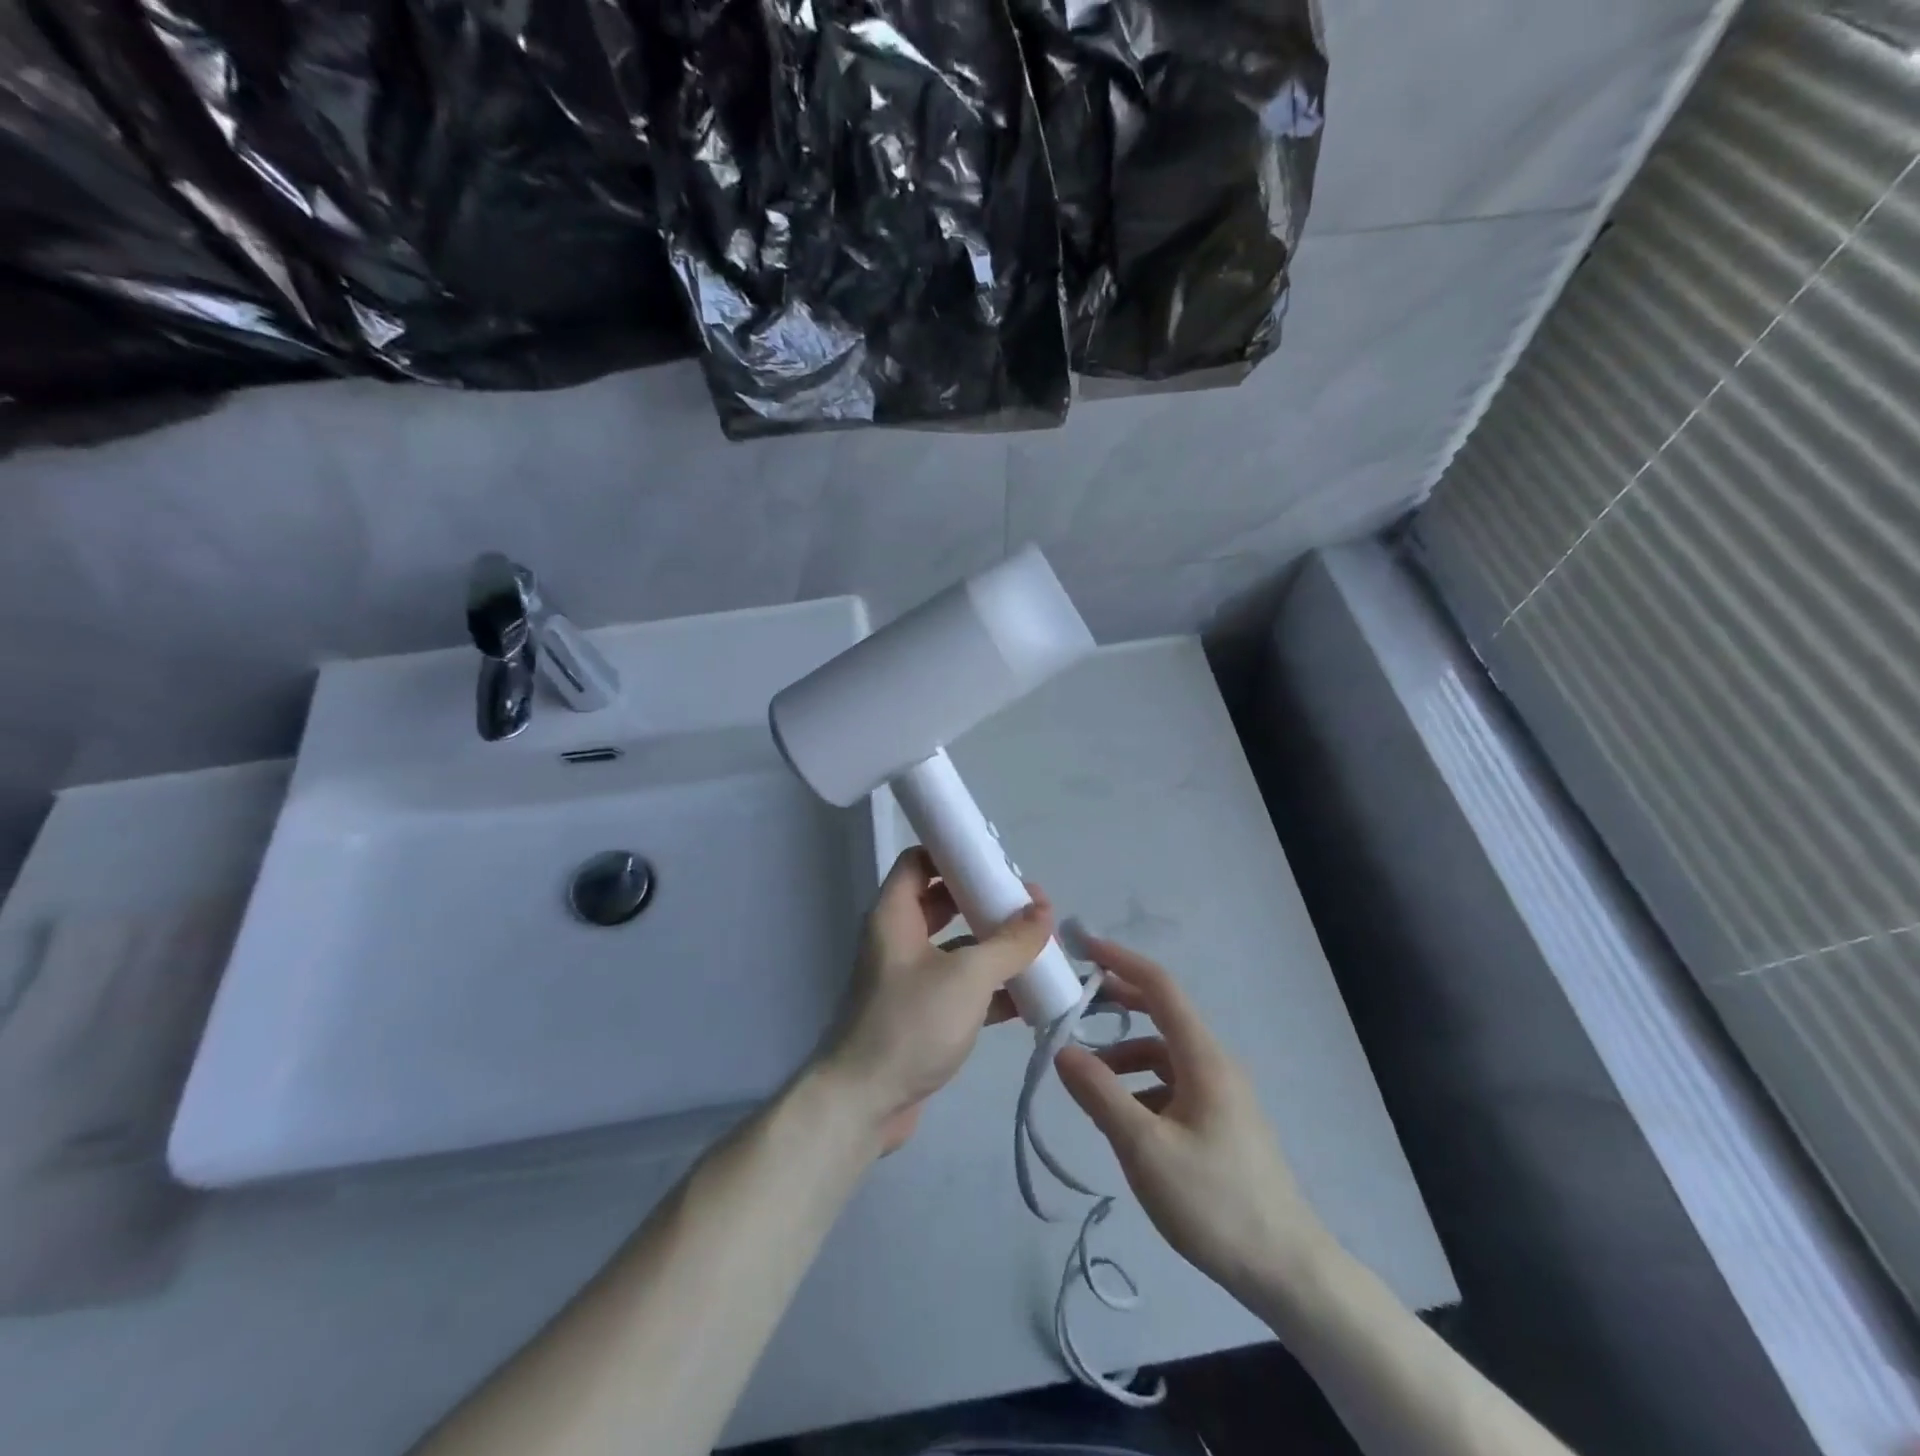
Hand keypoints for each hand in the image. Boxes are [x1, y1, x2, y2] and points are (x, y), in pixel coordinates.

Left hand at [815, 847, 1053, 1152]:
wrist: (863, 1104)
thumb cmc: (910, 1024)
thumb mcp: (967, 976)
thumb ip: (1009, 942)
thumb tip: (1043, 908)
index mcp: (895, 915)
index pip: (918, 861)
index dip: (953, 853)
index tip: (995, 861)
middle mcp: (898, 940)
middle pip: (943, 902)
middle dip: (985, 901)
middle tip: (1027, 905)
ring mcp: (909, 979)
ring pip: (956, 947)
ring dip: (994, 946)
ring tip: (1038, 946)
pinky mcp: (922, 1015)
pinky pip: (961, 988)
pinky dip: (991, 988)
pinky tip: (1029, 997)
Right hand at [1054, 936, 1335, 1298]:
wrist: (1287, 1271)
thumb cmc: (1214, 1202)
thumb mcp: (1145, 1149)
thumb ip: (1100, 1094)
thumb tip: (1062, 1049)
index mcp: (1203, 1057)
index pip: (1160, 986)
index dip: (1121, 960)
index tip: (1083, 946)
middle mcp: (1215, 1063)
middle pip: (1162, 1015)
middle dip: (1118, 1002)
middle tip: (1073, 1005)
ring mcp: (1222, 1094)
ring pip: (1164, 1055)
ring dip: (1124, 1054)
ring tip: (1087, 1078)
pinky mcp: (1221, 1121)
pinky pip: (1172, 1084)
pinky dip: (1141, 1085)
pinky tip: (1122, 1118)